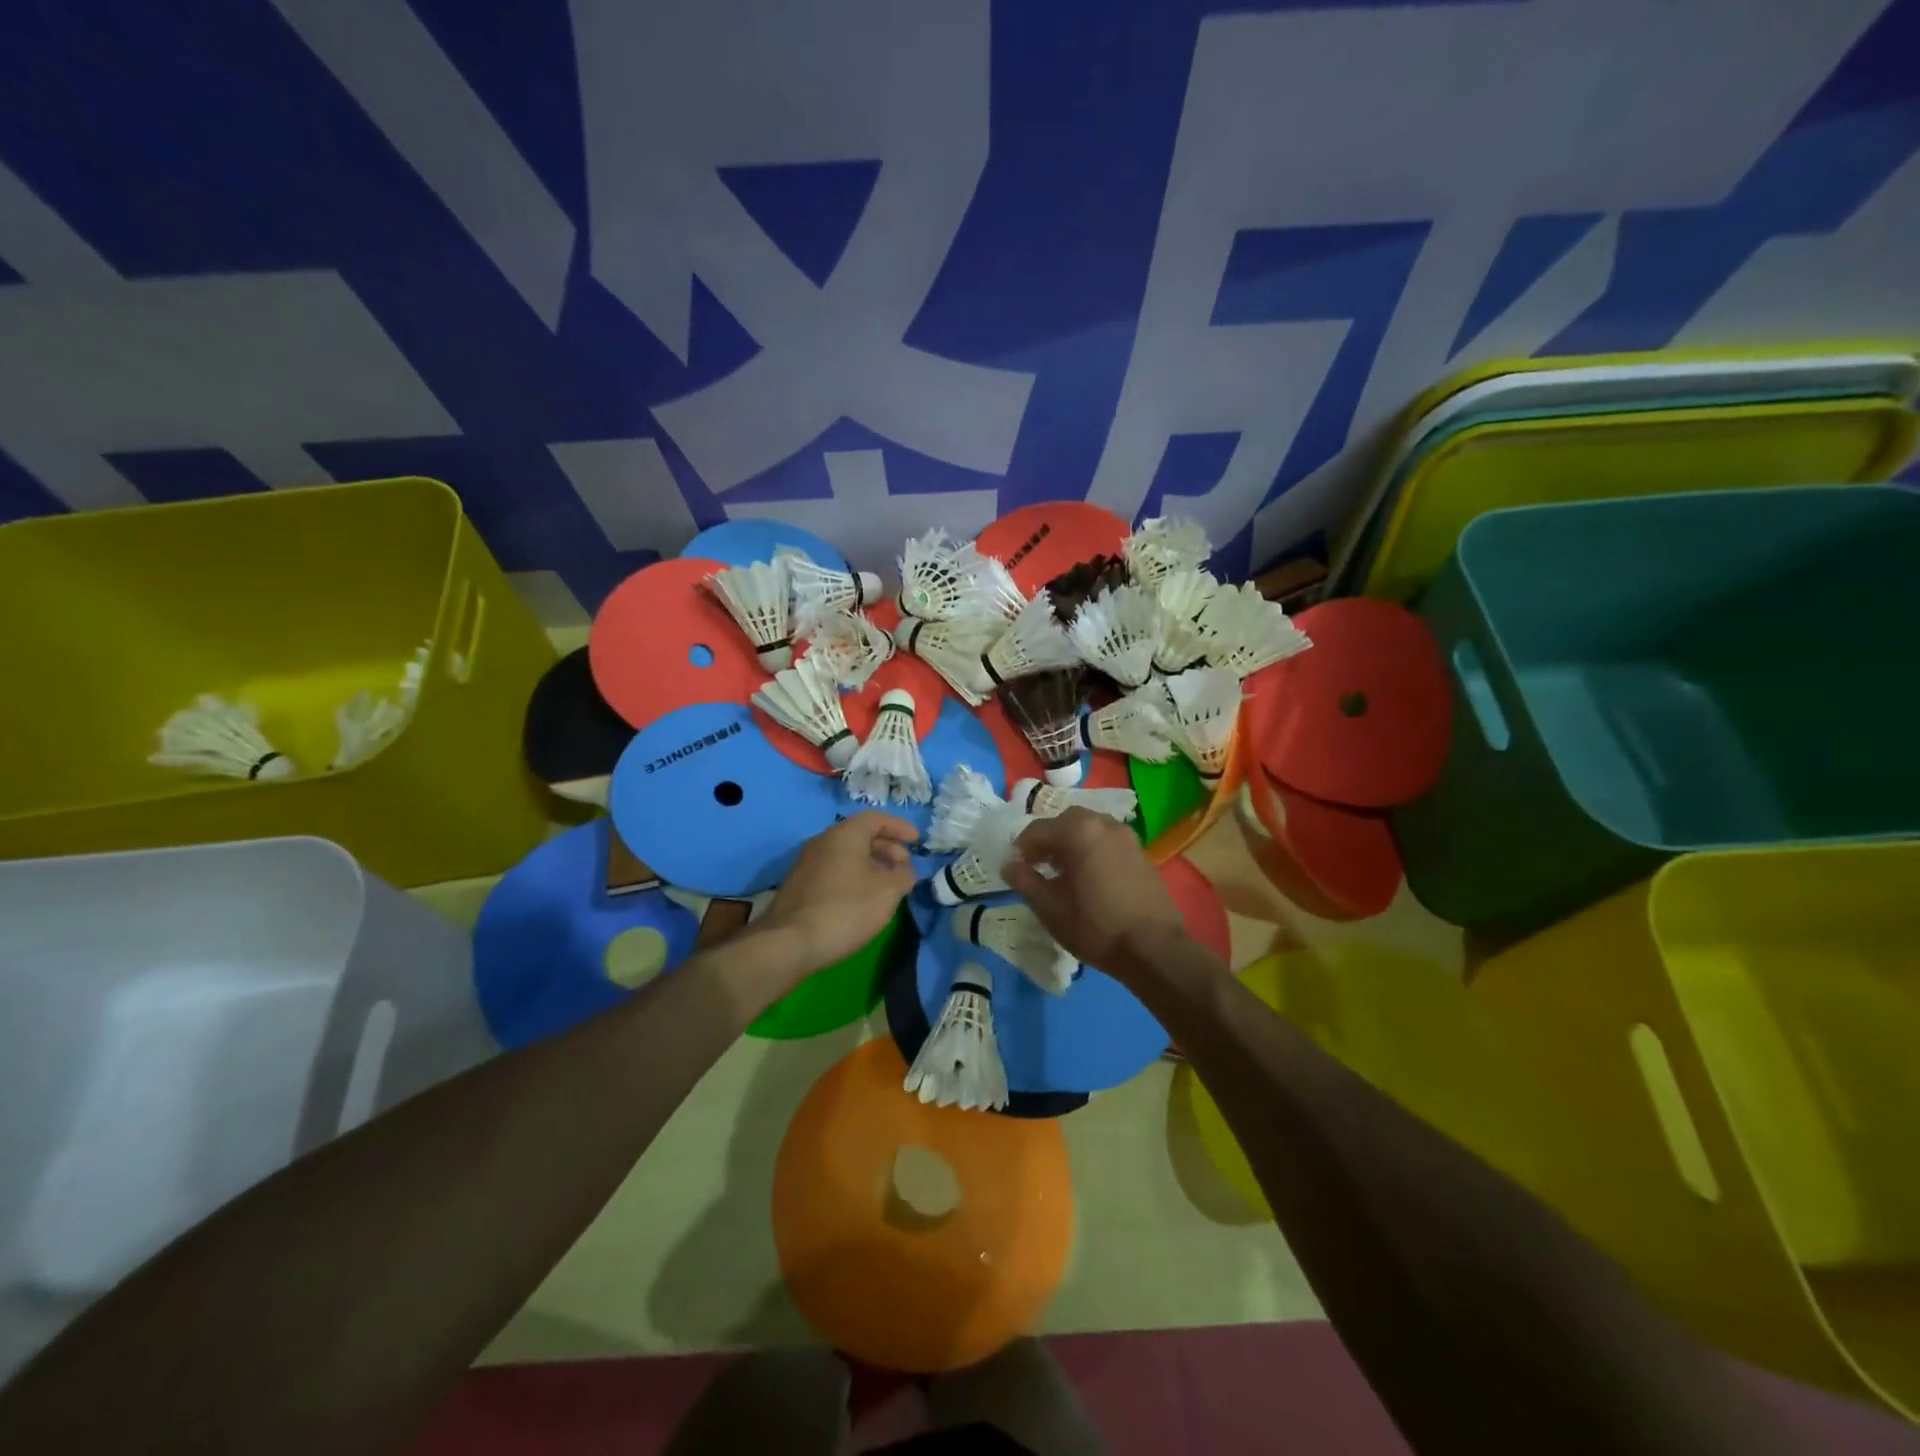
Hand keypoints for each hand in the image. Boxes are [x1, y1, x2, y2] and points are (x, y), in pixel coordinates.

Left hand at [757, 812, 919, 973]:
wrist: (789, 943)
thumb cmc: (846, 909)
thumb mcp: (888, 892)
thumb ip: (903, 875)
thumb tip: (905, 869)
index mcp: (844, 834)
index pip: (876, 818)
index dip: (900, 827)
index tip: (917, 841)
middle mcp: (822, 841)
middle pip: (859, 835)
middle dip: (886, 847)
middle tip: (904, 866)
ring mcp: (806, 864)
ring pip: (845, 854)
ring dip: (870, 864)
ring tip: (886, 885)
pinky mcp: (798, 886)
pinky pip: (833, 870)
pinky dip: (853, 876)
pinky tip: (861, 899)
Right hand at [1003, 809, 1187, 976]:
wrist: (1153, 948)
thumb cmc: (1096, 927)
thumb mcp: (1051, 908)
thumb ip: (1025, 881)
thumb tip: (1009, 865)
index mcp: (1078, 831)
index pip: (1038, 830)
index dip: (1021, 848)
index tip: (1015, 869)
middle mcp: (1103, 823)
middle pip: (1065, 822)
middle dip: (1047, 841)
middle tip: (1037, 866)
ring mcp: (1126, 836)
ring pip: (1088, 829)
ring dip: (1070, 843)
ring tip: (1062, 872)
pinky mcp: (1140, 852)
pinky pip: (1106, 840)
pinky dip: (1091, 849)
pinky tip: (1088, 877)